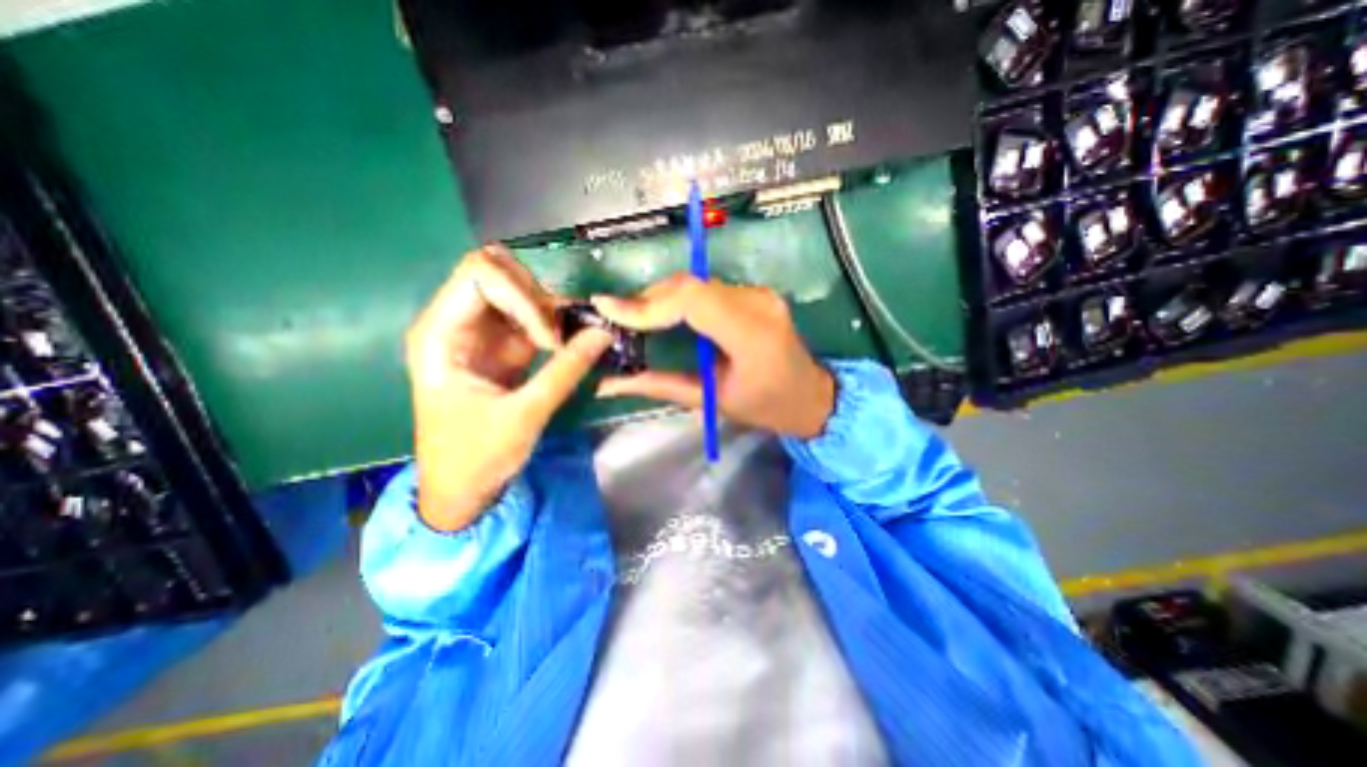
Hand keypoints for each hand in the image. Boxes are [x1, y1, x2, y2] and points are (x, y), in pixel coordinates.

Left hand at [404, 246, 614, 532]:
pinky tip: (573, 343)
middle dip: (537, 296)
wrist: (461, 488)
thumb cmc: (476, 456)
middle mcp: (457, 322)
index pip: (479, 274)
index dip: (521, 295)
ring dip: (550, 310)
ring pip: (519, 293)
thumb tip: (604, 333)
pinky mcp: (502, 347)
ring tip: (575, 340)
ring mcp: (481, 334)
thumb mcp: (524, 415)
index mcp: (440, 334)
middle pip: (499, 273)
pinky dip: (555, 325)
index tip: (548, 339)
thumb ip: (565, 371)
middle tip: (563, 333)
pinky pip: (531, 319)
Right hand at [597, 276, 837, 439]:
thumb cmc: (766, 407)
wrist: (811, 396)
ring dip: (662, 297)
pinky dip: (680, 298)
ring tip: (636, 318)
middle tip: (619, 318)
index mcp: (751, 335)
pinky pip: (709, 288)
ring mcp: (760, 293)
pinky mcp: (756, 293)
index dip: (646, 303)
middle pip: (690, 286)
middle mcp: (758, 303)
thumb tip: (608, 384)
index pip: (691, 300)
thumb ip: (658, 386)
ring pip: (697, 283)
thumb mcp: (710, 401)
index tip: (608, 309)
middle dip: (648, 299)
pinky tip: (666, 314)